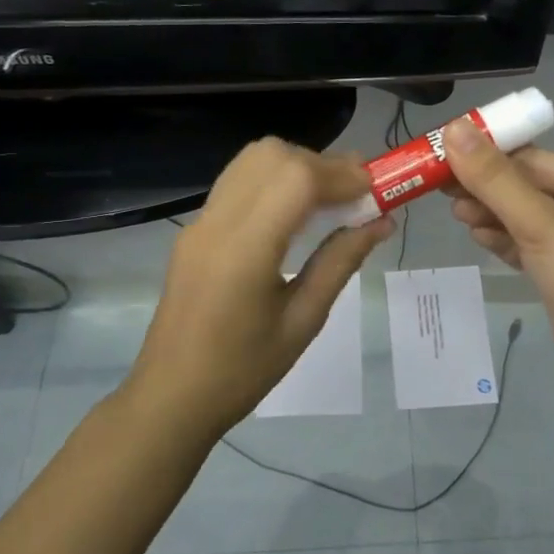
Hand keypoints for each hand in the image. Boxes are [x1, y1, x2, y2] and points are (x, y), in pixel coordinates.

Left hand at [127, 139, 394, 441]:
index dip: (342, 175)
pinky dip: (275, 178)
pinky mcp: (195, 229)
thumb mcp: (303, 321)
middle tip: (358, 193)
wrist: (171, 397)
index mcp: (245, 251)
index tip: (377, 190)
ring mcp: (200, 222)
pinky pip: (238, 180)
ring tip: (331, 198)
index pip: (296, 179)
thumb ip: (341, 262)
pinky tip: (295, 210)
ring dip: (298, 165)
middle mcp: (217, 222)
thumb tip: (382, 222)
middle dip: (323, 164)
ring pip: (252, 159)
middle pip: (273, 156)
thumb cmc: (243, 371)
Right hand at [443, 120, 553, 411]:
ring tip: (455, 214)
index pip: (532, 158)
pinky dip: (501, 240)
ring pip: (522, 218)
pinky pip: (525, 246)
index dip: (486, 152)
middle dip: (484, 186)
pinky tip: (477, 237)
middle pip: (525, 186)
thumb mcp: (542, 227)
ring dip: (489, 213)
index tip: (441, 153)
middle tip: (438, 188)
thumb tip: (454, 129)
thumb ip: (495, 180)